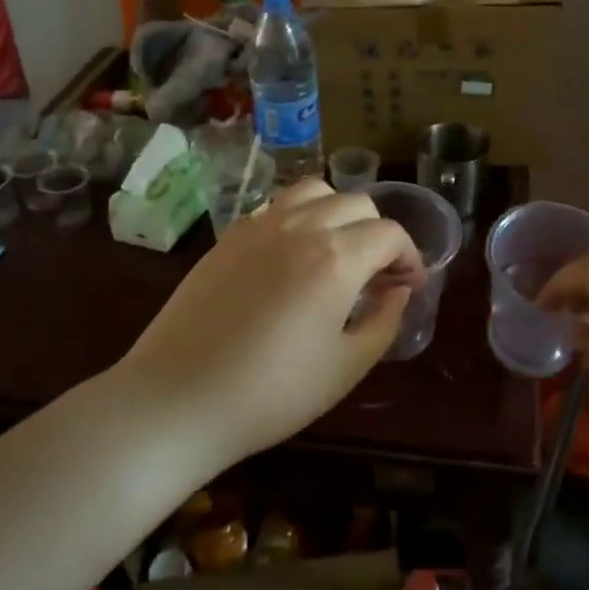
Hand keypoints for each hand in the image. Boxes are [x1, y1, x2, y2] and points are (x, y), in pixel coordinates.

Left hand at [117, 179, 422, 472]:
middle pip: (356, 203)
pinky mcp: (229, 235)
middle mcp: (301, 226)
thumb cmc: (271, 393)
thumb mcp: (345, 368)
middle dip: (378, 233)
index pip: (390, 234)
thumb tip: (398, 291)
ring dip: (338, 212)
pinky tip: (293, 254)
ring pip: (314, 190)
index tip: (410, 286)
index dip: (410, 257)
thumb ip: (384, 322)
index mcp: (336, 257)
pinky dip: (299, 216)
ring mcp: (259, 224)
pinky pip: (277, 205)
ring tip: (336, 250)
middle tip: (377, 274)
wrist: (177, 399)